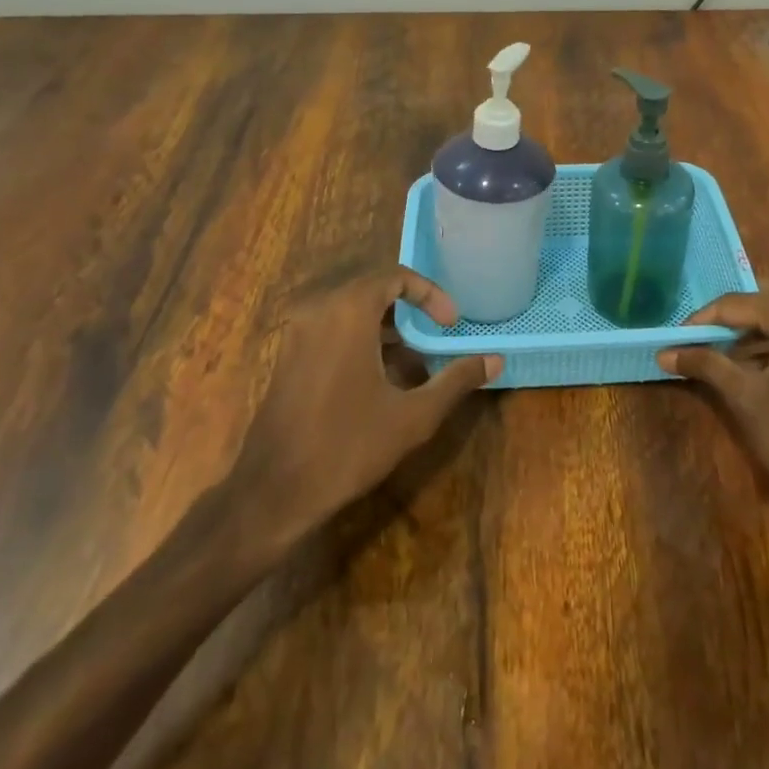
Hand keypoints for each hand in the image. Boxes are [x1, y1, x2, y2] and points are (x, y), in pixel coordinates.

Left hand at [205, 267, 496, 569]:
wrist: (273, 492)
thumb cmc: (348, 446)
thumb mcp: (413, 416)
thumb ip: (456, 380)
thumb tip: (495, 360)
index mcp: (348, 311)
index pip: (395, 276)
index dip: (430, 293)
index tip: (451, 322)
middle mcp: (319, 309)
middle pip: (373, 288)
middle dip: (410, 307)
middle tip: (437, 334)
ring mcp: (298, 332)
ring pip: (351, 309)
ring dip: (386, 324)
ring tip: (415, 356)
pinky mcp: (289, 355)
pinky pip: (332, 327)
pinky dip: (361, 336)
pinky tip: (381, 375)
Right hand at [658, 283, 768, 559]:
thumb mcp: (746, 398)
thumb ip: (706, 365)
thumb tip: (665, 352)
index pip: (739, 302)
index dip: (704, 319)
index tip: (677, 337)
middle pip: (767, 299)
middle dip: (732, 318)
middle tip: (700, 340)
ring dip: (756, 330)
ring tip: (723, 357)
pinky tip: (758, 368)